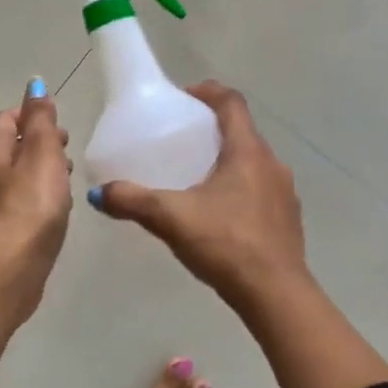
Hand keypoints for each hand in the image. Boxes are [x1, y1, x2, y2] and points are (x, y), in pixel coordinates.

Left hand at [0, 80, 72, 278]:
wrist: (7, 274)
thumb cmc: (29, 208)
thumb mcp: (42, 155)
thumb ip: (41, 121)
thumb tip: (34, 85)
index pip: (5, 119)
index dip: (29, 114)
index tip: (57, 123)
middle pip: (8, 147)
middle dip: (37, 142)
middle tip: (67, 148)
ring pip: (15, 176)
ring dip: (39, 170)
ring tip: (67, 177)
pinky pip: (18, 203)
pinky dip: (37, 196)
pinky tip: (55, 209)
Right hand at [92, 82, 307, 310]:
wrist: (276, 295)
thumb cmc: (227, 244)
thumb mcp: (172, 219)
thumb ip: (134, 201)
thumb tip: (99, 193)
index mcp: (248, 151)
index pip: (232, 102)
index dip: (208, 91)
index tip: (183, 97)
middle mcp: (272, 163)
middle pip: (242, 131)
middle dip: (212, 129)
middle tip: (181, 140)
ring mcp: (285, 192)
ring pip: (253, 162)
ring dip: (228, 160)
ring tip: (196, 178)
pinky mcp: (289, 218)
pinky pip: (262, 189)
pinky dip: (240, 188)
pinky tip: (220, 214)